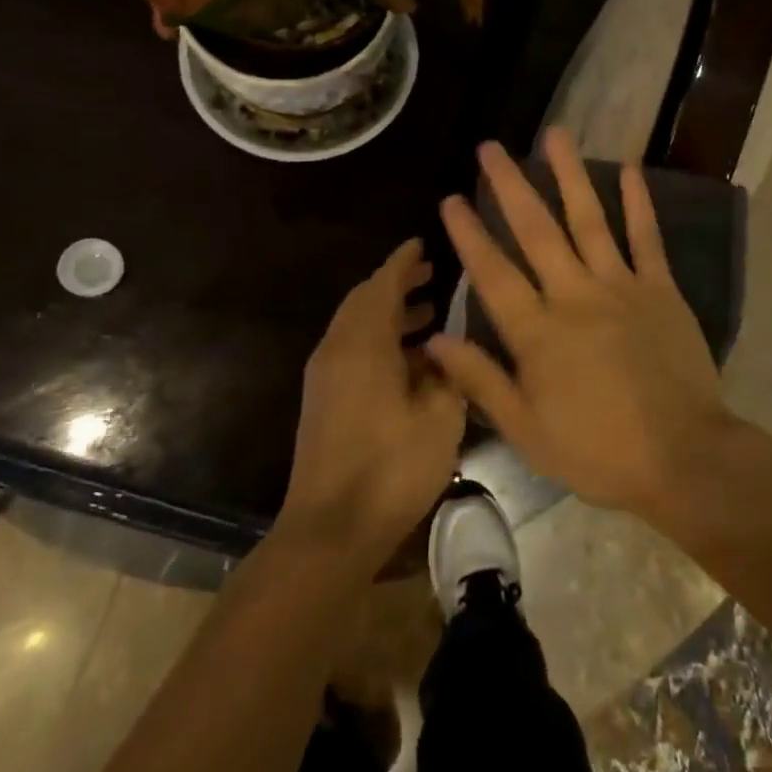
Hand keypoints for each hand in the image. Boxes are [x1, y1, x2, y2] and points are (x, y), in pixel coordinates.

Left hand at [279, 239, 465, 569]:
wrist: (331, 528)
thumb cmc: (391, 468)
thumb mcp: (440, 417)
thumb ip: (448, 373)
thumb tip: (444, 349)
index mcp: (363, 344)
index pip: (382, 284)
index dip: (403, 261)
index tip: (423, 242)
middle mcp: (337, 350)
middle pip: (364, 301)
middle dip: (396, 284)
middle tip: (430, 273)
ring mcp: (325, 377)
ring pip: (357, 327)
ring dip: (389, 313)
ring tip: (429, 312)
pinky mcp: (323, 401)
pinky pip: (352, 350)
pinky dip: (379, 339)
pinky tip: (410, 360)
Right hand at [427, 128, 730, 517]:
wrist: (682, 458)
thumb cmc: (598, 451)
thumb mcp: (526, 430)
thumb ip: (480, 380)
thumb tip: (435, 339)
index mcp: (538, 332)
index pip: (493, 273)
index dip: (469, 234)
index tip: (450, 198)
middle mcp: (575, 295)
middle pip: (536, 231)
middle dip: (510, 186)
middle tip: (491, 148)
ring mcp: (622, 287)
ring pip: (589, 220)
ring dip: (570, 175)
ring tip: (554, 134)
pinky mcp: (661, 289)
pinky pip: (647, 238)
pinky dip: (638, 202)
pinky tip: (628, 169)